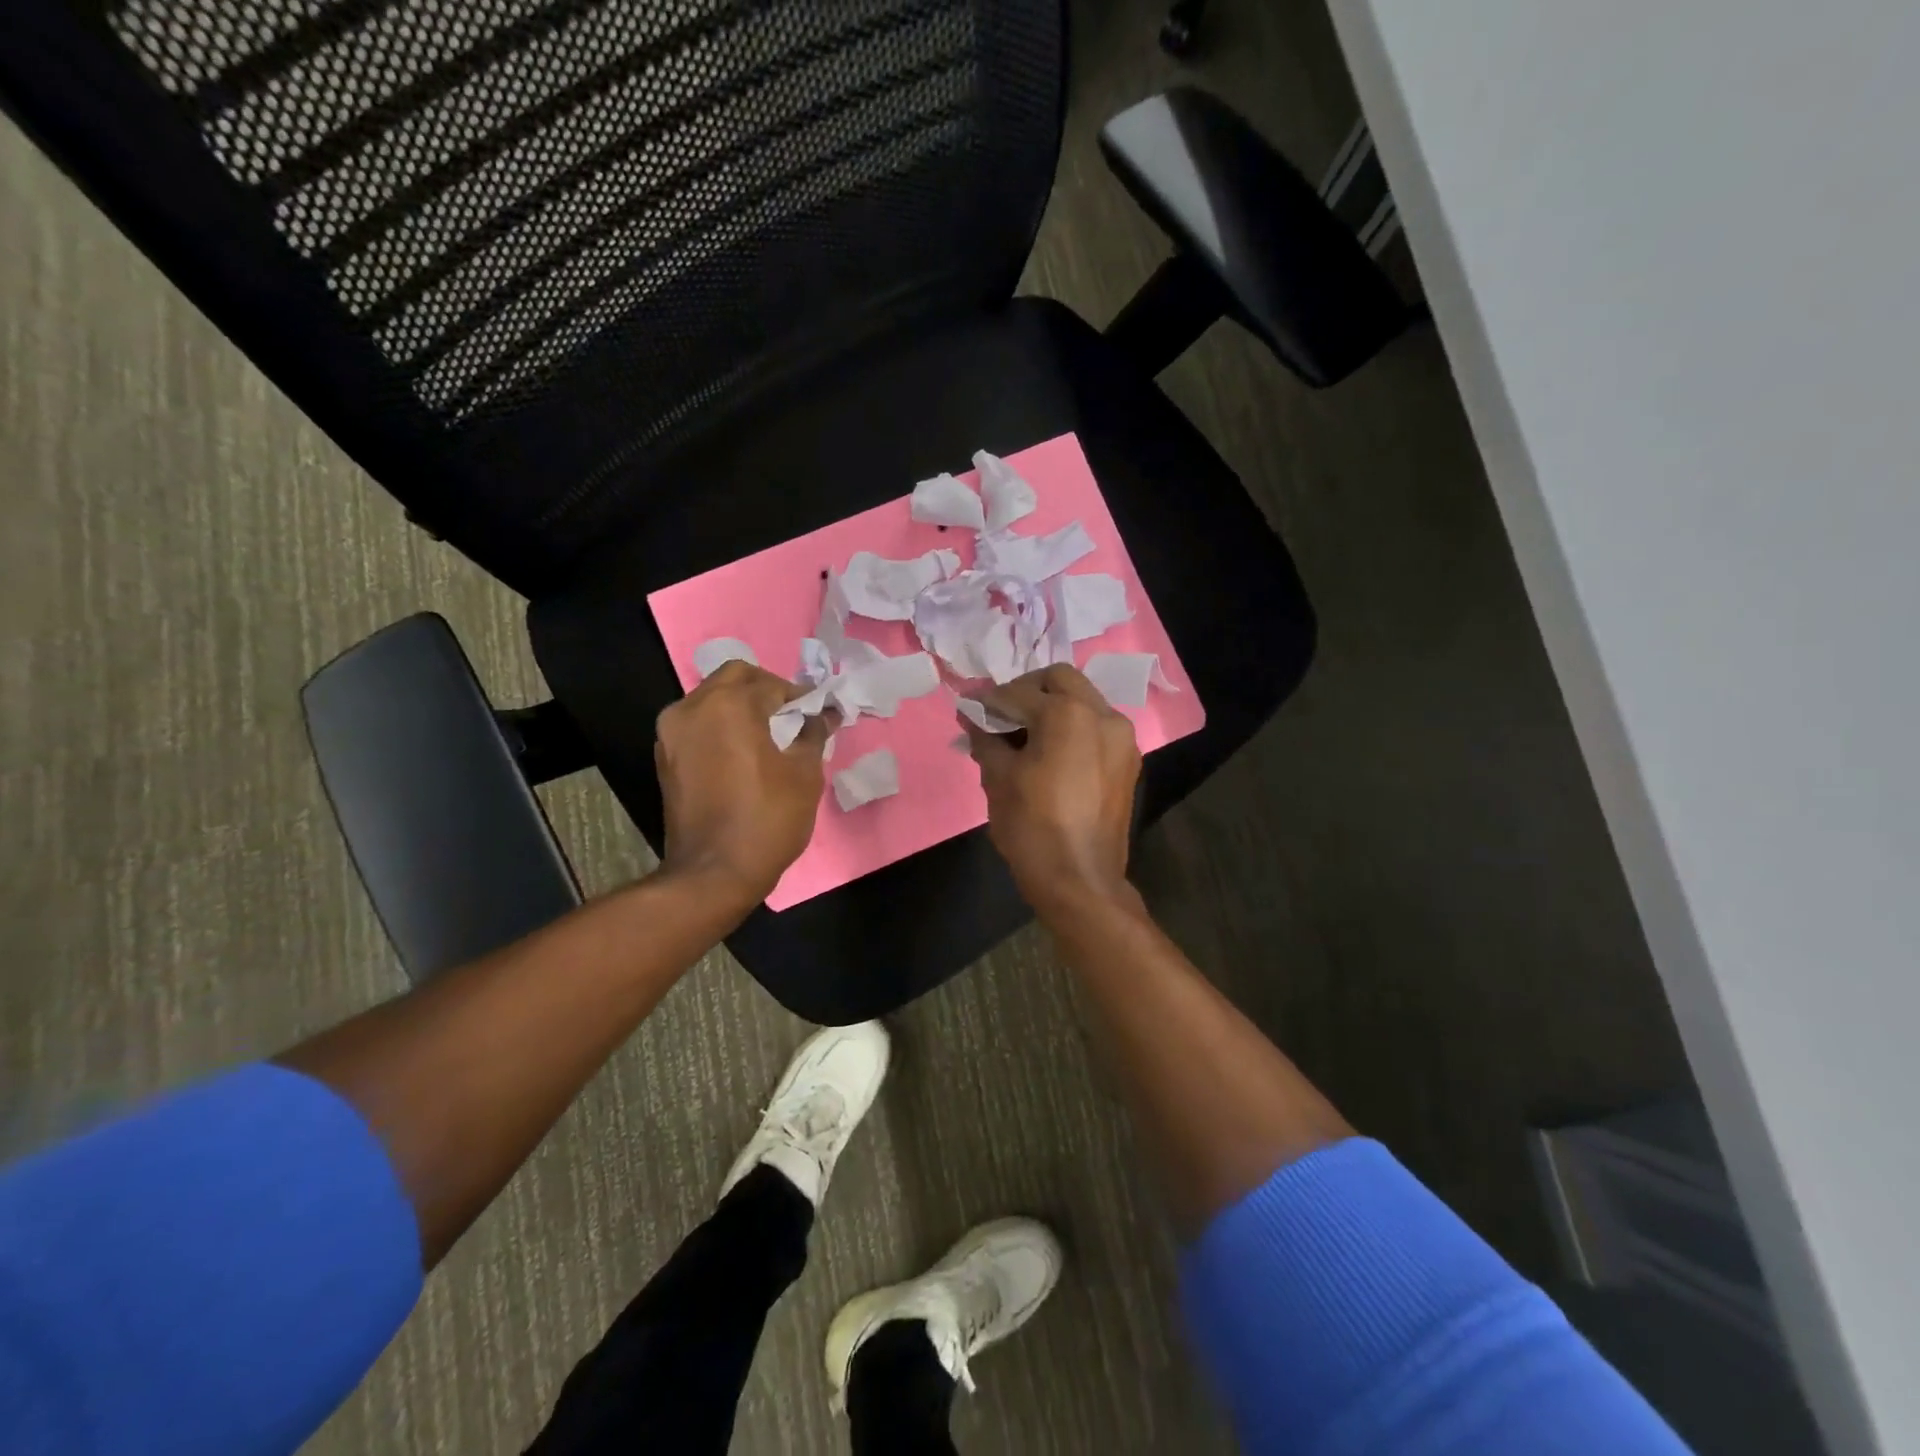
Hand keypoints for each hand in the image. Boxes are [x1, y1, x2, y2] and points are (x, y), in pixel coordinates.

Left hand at [654, 661, 832, 903]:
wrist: (713, 873)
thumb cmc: (767, 818)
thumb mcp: (804, 773)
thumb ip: (813, 733)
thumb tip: (823, 714)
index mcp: (729, 704)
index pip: (772, 683)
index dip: (800, 696)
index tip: (818, 712)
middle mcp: (693, 707)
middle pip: (734, 677)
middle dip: (766, 689)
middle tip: (791, 715)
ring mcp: (672, 732)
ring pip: (711, 698)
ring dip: (740, 705)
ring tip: (768, 734)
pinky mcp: (665, 757)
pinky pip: (697, 724)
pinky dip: (720, 726)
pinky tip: (743, 751)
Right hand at [961, 665, 1141, 910]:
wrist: (1080, 881)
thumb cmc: (1032, 828)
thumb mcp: (998, 778)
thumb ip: (985, 737)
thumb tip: (972, 715)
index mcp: (1068, 713)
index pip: (1017, 693)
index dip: (987, 700)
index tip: (968, 709)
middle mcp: (1102, 714)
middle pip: (1059, 680)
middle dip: (1025, 691)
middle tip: (1000, 715)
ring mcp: (1121, 737)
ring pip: (1082, 700)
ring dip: (1051, 707)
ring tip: (1023, 735)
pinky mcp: (1127, 760)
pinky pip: (1096, 726)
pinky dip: (1071, 727)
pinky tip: (1049, 751)